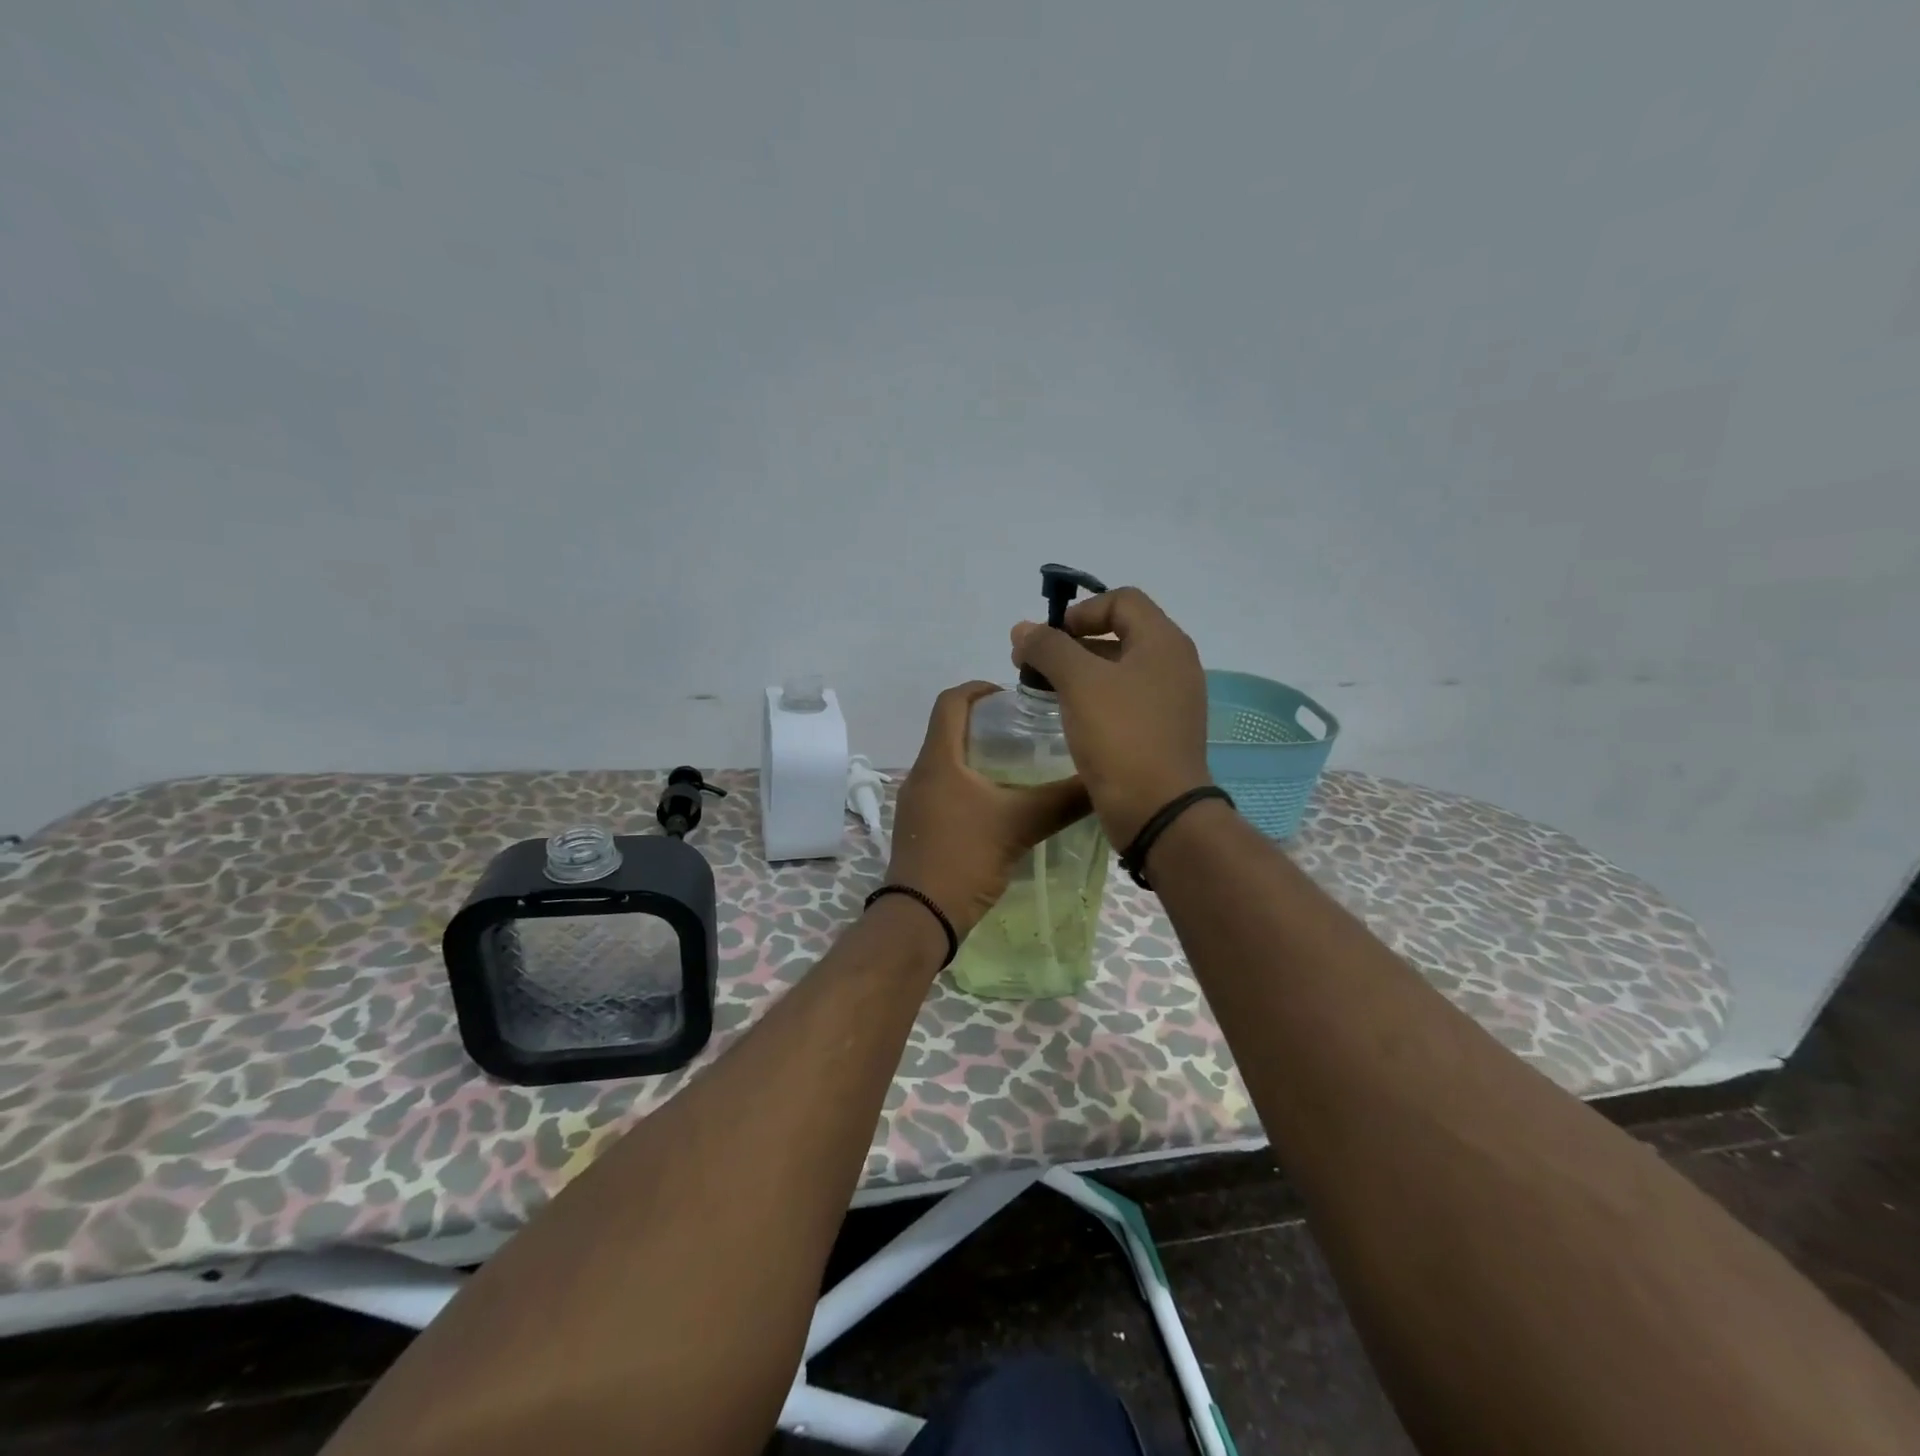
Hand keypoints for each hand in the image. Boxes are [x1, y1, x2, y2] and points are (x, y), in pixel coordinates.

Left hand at [886, 682, 1091, 940]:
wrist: (921, 917)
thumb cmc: (965, 858)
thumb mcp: (1020, 824)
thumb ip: (1063, 800)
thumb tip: (1103, 780)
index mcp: (938, 760)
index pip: (950, 702)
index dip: (979, 689)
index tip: (1012, 695)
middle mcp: (921, 773)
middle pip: (949, 730)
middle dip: (985, 724)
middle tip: (1027, 731)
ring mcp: (916, 802)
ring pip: (948, 763)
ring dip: (978, 756)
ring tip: (1021, 765)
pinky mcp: (919, 827)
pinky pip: (945, 790)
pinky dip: (970, 784)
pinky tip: (1001, 804)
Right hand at [1010, 587, 1212, 846]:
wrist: (1157, 811)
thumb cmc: (1120, 736)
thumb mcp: (1079, 682)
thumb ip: (1049, 648)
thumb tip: (1023, 629)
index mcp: (1164, 642)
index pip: (1121, 600)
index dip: (1080, 611)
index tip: (1047, 639)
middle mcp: (1174, 664)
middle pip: (1120, 632)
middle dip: (1072, 642)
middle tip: (1034, 664)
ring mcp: (1171, 700)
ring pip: (1119, 669)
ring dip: (1080, 671)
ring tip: (1044, 690)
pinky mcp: (1161, 731)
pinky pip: (1124, 699)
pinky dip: (1095, 698)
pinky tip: (1069, 717)